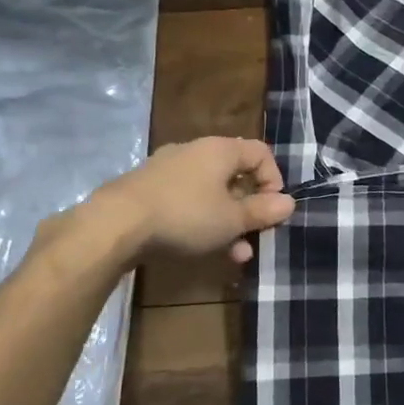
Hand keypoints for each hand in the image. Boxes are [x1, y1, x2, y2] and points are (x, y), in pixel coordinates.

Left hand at [66, 137, 295, 263]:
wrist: (115, 225)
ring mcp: (168, 170)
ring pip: (211, 193)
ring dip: (228, 222)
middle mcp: (195, 152)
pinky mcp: (149, 190)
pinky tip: (202, 248)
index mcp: (220, 150)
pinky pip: (187, 201)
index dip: (274, 180)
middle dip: (250, 210)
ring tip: (234, 254)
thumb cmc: (185, 216)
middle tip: (255, 236)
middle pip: (236, 176)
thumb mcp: (232, 220)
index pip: (261, 153)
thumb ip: (263, 211)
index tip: (272, 210)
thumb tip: (288, 203)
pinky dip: (201, 221)